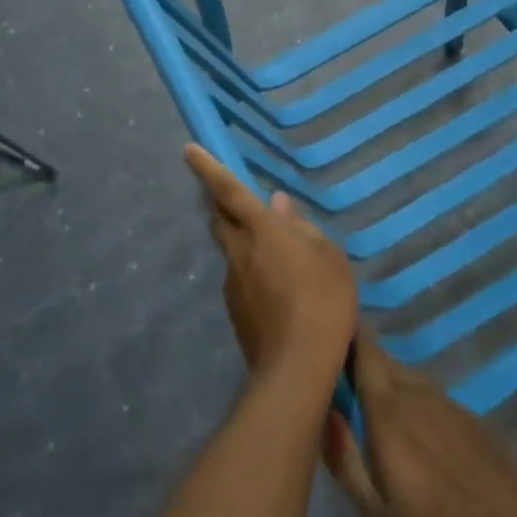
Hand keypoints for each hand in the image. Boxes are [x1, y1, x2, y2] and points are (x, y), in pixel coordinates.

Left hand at [184, 144, 356, 391]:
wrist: (297, 367)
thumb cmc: (322, 301)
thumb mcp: (328, 257)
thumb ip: (302, 228)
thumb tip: (280, 206)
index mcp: (261, 230)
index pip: (229, 190)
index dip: (207, 167)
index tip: (188, 149)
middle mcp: (239, 251)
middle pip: (220, 218)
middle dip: (221, 203)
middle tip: (236, 199)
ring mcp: (232, 282)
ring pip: (230, 249)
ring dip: (242, 241)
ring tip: (275, 254)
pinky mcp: (234, 310)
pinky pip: (240, 277)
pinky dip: (251, 271)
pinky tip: (277, 289)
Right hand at [324, 331, 516, 516]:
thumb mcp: (377, 516)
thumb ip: (344, 460)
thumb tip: (322, 413)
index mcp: (387, 411)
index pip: (362, 352)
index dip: (344, 334)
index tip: (323, 328)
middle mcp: (414, 392)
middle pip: (381, 359)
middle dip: (358, 357)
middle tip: (335, 371)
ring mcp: (445, 402)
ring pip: (404, 376)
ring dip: (384, 378)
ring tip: (367, 399)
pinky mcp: (468, 417)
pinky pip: (427, 394)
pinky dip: (410, 397)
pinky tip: (411, 427)